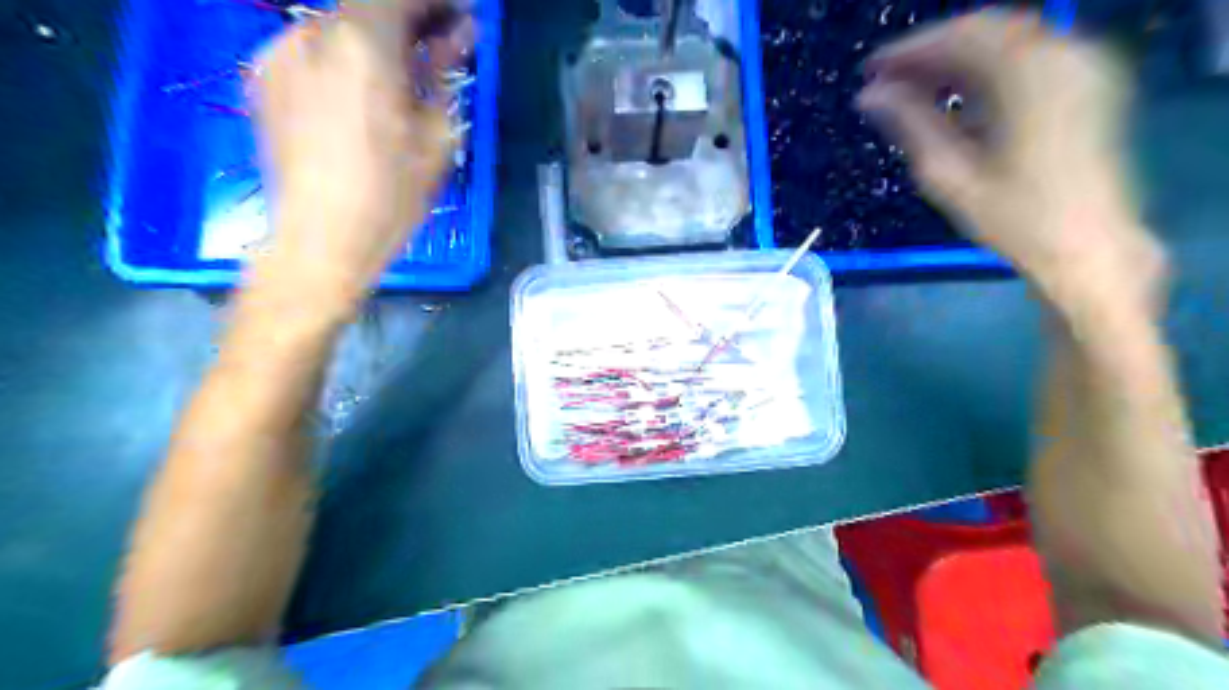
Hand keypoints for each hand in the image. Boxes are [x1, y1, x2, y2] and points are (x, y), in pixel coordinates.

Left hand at [248, 0, 470, 317]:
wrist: (320, 240)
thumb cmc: (390, 196)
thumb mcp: (434, 137)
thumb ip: (443, 73)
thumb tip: (459, 33)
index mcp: (363, 45)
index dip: (436, 3)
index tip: (460, 19)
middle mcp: (311, 33)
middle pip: (365, 6)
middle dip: (407, 21)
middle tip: (437, 49)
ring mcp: (277, 53)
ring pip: (337, 28)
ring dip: (374, 42)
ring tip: (398, 82)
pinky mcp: (261, 79)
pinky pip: (310, 51)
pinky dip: (342, 60)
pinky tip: (358, 99)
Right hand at [856, 7, 1165, 302]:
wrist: (1087, 246)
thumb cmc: (1013, 218)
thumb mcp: (950, 175)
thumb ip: (910, 125)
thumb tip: (869, 95)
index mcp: (1029, 76)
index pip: (960, 38)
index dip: (909, 50)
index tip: (869, 70)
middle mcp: (1063, 55)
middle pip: (986, 30)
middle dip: (931, 50)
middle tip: (886, 80)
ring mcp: (1083, 64)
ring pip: (1007, 39)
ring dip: (956, 57)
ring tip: (912, 88)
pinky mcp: (1088, 80)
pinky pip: (1028, 54)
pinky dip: (985, 66)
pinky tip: (956, 93)